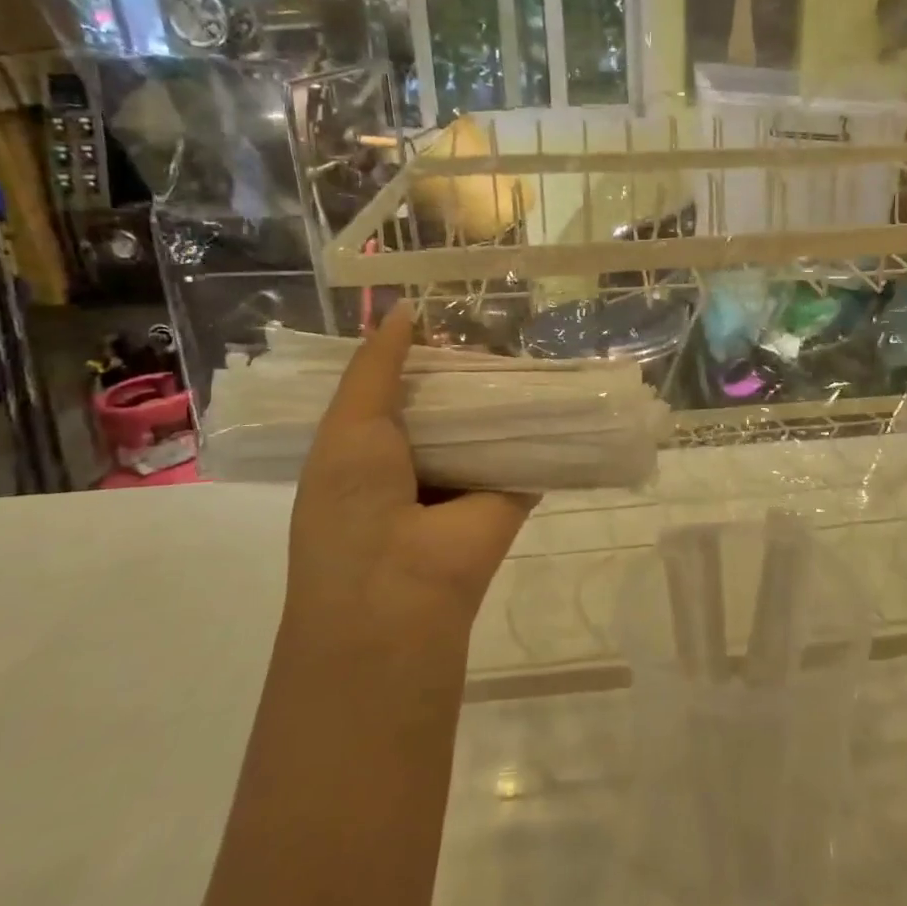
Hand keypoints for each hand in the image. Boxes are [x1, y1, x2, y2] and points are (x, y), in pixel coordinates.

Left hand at [286, 305, 534, 650]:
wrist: (400, 595)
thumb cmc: (354, 508)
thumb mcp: (349, 426)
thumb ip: (377, 368)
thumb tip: (405, 310)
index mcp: (369, 449)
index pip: (396, 389)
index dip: (414, 354)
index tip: (442, 314)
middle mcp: (418, 461)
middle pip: (447, 401)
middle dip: (464, 366)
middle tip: (493, 317)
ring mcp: (466, 478)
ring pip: (488, 422)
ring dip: (503, 390)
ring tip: (528, 336)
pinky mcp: (511, 491)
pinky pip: (526, 448)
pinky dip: (540, 422)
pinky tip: (558, 382)